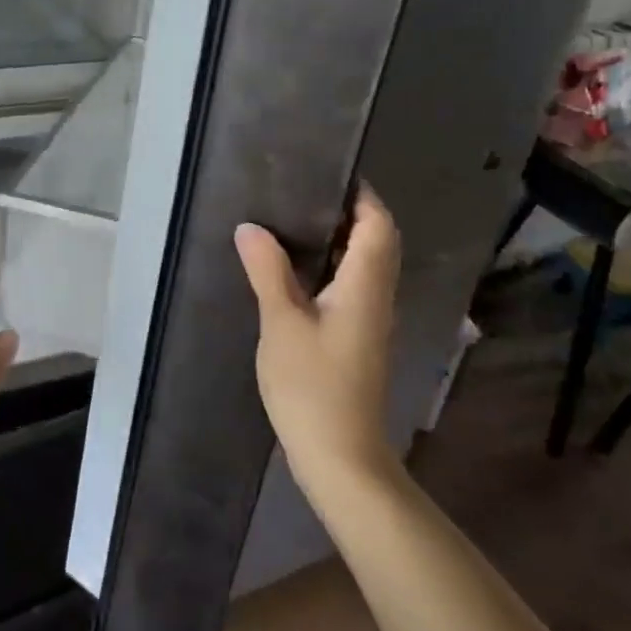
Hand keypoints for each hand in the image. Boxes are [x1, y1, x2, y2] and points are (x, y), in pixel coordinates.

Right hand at [235, 185, 401, 498]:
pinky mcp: (360, 340)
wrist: (341, 457)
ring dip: (344, 239)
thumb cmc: (312, 387)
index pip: (378, 225)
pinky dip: (336, 266)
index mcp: (364, 286)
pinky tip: (302, 270)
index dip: (363, 196)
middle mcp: (377, 297)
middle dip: (353, 213)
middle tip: (308, 192)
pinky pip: (356, 286)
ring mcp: (371, 321)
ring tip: (300, 221)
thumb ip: (268, 272)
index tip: (331, 173)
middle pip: (379, 242)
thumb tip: (251, 228)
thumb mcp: (281, 324)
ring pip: (368, 265)